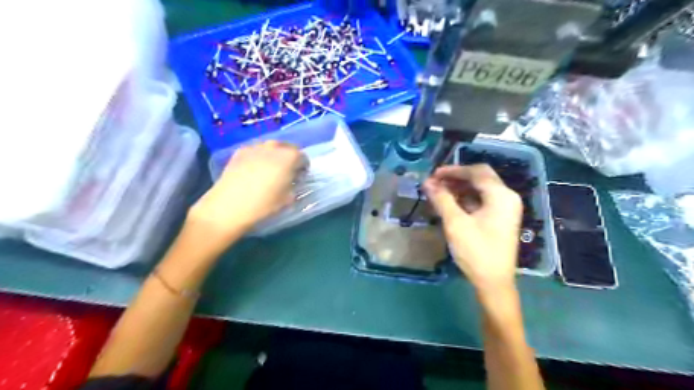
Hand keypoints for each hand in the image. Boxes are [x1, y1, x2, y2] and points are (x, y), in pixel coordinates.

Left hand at [187, 140, 303, 240]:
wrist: (228, 206)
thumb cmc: (263, 205)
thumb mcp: (287, 199)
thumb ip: (294, 186)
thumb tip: (292, 180)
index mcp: (289, 157)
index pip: (303, 157)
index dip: (303, 167)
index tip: (299, 177)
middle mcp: (274, 147)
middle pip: (287, 147)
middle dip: (290, 158)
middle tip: (286, 173)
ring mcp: (255, 147)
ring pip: (271, 147)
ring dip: (274, 156)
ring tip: (270, 171)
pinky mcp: (239, 151)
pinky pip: (256, 151)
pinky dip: (259, 157)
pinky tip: (254, 171)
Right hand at [423, 163, 520, 293]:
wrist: (493, 282)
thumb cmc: (476, 252)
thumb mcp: (455, 223)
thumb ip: (442, 199)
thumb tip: (427, 182)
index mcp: (501, 195)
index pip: (476, 172)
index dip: (453, 170)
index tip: (433, 175)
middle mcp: (507, 197)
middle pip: (480, 177)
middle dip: (456, 177)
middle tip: (435, 182)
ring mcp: (505, 209)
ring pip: (480, 189)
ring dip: (459, 187)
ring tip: (439, 192)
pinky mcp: (500, 218)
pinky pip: (482, 200)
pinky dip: (465, 198)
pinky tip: (450, 203)